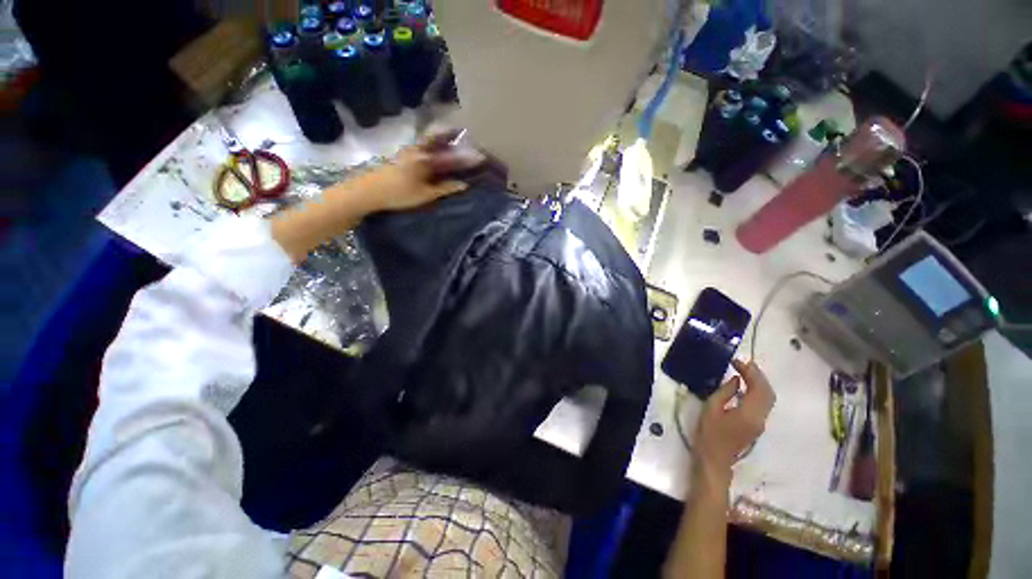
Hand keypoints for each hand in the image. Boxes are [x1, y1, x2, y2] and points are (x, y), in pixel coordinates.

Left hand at [359, 129, 485, 212]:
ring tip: (452, 137)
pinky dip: (432, 144)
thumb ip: (445, 188)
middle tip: (463, 132)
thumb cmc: (399, 194)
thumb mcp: (426, 195)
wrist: (369, 191)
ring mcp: (409, 151)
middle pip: (438, 137)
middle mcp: (418, 150)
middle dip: (451, 134)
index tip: (481, 156)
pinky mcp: (403, 155)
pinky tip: (435, 150)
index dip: (467, 158)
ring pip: (429, 140)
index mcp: (426, 159)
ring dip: (441, 137)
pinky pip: (422, 145)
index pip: (452, 157)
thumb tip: (464, 184)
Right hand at [693, 359, 775, 487]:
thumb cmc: (709, 434)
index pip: (758, 388)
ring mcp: (761, 422)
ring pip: (768, 397)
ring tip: (744, 370)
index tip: (736, 361)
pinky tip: (745, 385)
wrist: (715, 459)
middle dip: (758, 375)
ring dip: (759, 382)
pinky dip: (757, 390)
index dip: (750, 372)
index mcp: (749, 414)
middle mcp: (761, 417)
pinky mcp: (757, 424)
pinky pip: (763, 403)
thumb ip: (725, 392)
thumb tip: (736, 379)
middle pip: (768, 392)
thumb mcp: (711, 409)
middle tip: (742, 363)